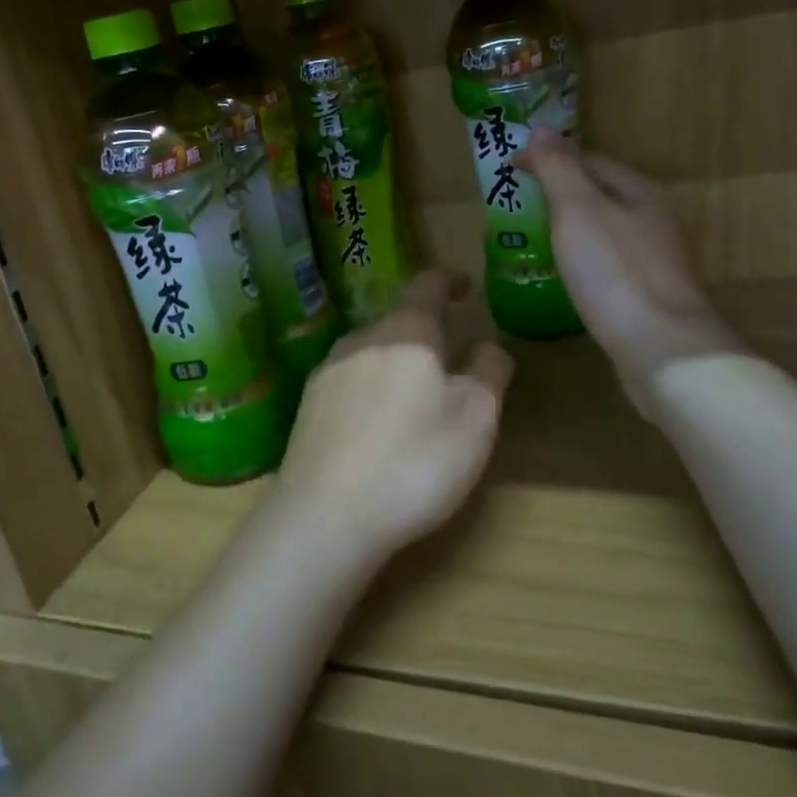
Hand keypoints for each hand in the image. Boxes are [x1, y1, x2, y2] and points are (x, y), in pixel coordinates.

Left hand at [278, 270, 513, 568]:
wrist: (325, 516)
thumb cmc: (414, 462)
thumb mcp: (475, 419)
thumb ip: (488, 372)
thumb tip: (488, 344)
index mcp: (405, 332)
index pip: (427, 285)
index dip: (449, 280)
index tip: (465, 285)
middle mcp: (361, 339)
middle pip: (398, 322)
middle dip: (426, 335)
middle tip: (451, 363)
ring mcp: (328, 371)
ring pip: (372, 352)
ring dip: (397, 363)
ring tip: (416, 399)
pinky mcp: (308, 405)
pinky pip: (350, 382)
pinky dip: (372, 390)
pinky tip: (377, 427)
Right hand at [520, 128, 735, 407]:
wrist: (662, 348)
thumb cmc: (614, 272)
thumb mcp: (578, 210)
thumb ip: (559, 169)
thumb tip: (542, 130)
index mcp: (639, 191)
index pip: (589, 160)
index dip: (548, 158)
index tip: (510, 167)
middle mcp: (653, 219)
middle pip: (601, 192)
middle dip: (561, 190)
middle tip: (518, 200)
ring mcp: (655, 259)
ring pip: (605, 228)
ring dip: (571, 225)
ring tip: (534, 234)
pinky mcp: (648, 294)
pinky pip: (608, 261)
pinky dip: (582, 256)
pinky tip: (566, 273)